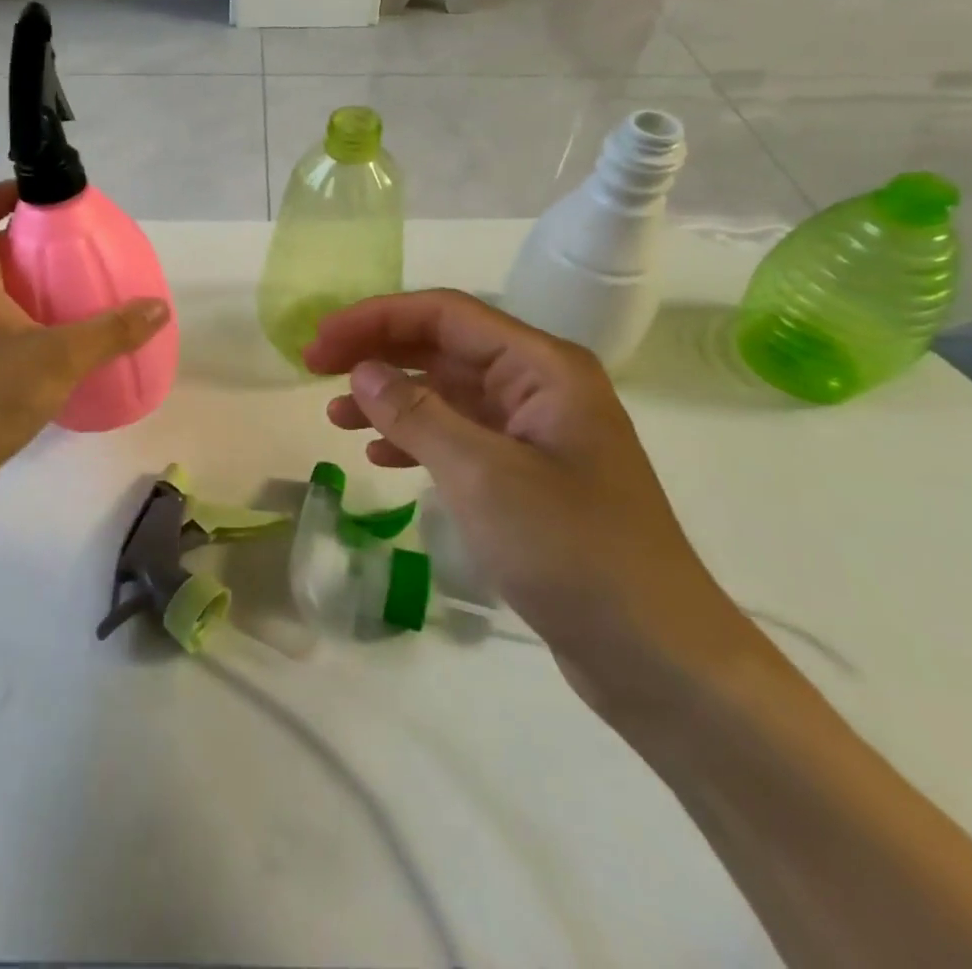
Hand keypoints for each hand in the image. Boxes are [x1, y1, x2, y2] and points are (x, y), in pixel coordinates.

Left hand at [0, 181, 169, 508]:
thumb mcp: (60, 357)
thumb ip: (111, 331)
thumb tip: (159, 307)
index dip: (4, 193)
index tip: (43, 195)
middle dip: (27, 239)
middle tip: (72, 245)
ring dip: (26, 281)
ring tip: (72, 290)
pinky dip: (23, 318)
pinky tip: (56, 342)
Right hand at [304, 289, 755, 708]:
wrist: (658, 656)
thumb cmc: (573, 551)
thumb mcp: (482, 475)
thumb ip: (416, 414)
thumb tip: (361, 370)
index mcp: (542, 367)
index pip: (444, 314)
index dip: (375, 318)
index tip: (319, 342)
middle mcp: (539, 386)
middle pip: (443, 346)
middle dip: (377, 352)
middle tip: (314, 369)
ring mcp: (535, 432)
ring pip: (447, 392)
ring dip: (390, 396)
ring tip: (335, 416)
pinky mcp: (528, 474)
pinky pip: (459, 435)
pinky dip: (415, 438)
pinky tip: (379, 456)